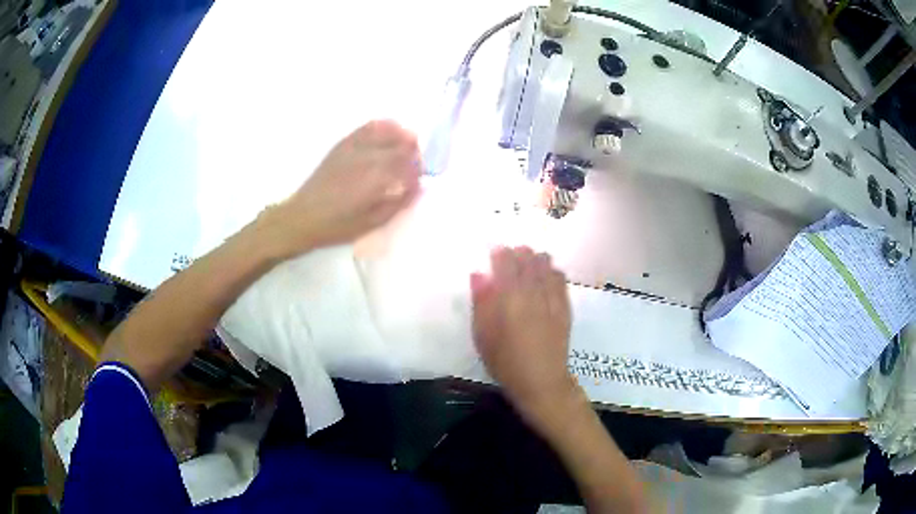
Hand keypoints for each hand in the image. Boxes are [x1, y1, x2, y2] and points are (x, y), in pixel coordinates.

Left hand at [262, 120, 420, 257]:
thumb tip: (418, 186)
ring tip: (406, 148)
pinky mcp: (343, 144)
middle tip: (415, 166)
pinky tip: (388, 135)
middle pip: (402, 144)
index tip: (420, 179)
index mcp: (375, 178)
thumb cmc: (337, 225)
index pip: (409, 163)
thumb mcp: (372, 223)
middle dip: (414, 154)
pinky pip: (368, 128)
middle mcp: (367, 156)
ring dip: (402, 137)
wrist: (302, 216)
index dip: (419, 169)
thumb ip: (398, 203)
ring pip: (388, 131)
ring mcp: (354, 147)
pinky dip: (383, 127)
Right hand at [471, 246, 577, 422]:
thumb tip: (479, 274)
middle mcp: (533, 291)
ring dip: (536, 259)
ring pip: (546, 265)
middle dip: (518, 253)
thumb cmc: (505, 361)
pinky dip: (551, 271)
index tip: (494, 252)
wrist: (541, 381)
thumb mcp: (483, 335)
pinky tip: (547, 275)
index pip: (506, 263)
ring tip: (528, 262)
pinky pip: (560, 279)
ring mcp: (552, 298)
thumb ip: (481, 302)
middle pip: (528, 259)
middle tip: (510, 256)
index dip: (500, 253)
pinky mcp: (565, 307)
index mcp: (510, 297)